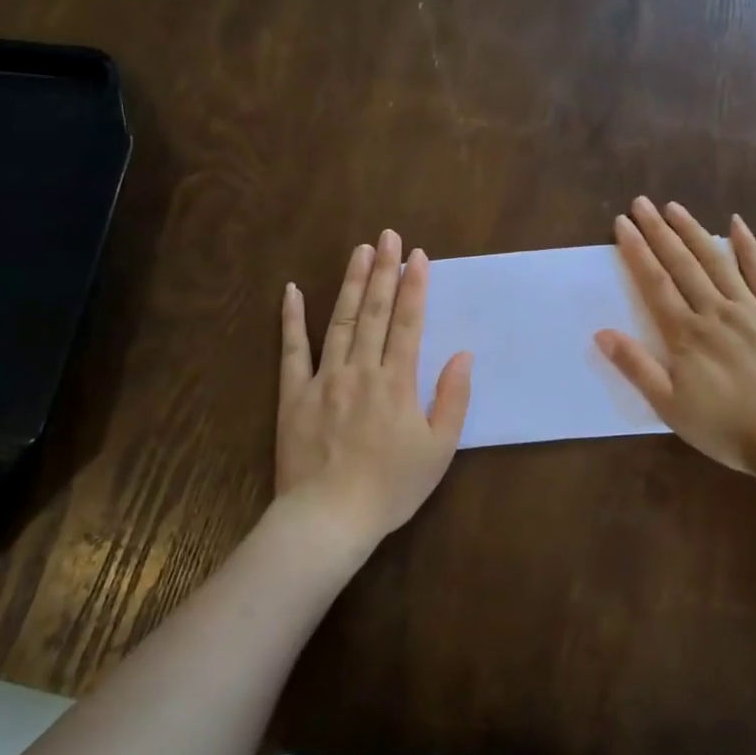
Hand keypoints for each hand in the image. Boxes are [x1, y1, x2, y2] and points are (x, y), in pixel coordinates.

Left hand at [276, 230, 472, 549]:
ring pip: (339, 321)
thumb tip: (464, 354)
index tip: (418, 256)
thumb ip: (453, 398)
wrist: (329, 519)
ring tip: (358, 251)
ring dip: (350, 283)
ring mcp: (324, 379)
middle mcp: (361, 370)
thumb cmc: (391, 488)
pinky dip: (291, 319)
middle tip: (387, 235)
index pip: (408, 323)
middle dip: (383, 271)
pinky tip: (291, 291)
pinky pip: (292, 350)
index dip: (415, 287)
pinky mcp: (294, 394)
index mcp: (397, 382)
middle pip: (374, 312)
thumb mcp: (438, 449)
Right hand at [595, 197, 755, 486]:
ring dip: (694, 232)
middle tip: (642, 203)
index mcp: (687, 334)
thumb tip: (602, 333)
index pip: (655, 283)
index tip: (622, 224)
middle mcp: (716, 311)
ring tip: (675, 207)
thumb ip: (636, 367)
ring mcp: (753, 310)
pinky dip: (749, 248)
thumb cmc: (727, 428)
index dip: (637, 251)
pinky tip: (737, 225)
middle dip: (659, 231)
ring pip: (718, 262)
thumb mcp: (670, 407)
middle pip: (682, 264)